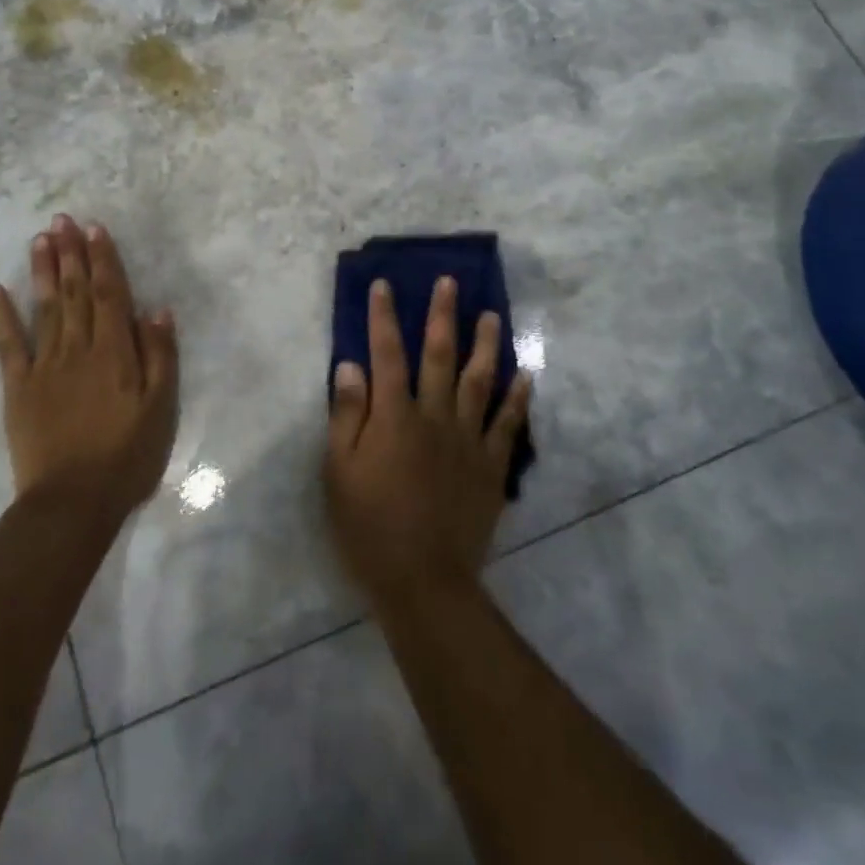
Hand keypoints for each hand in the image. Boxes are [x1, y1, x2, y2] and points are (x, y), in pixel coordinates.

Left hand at [0, 216, 178, 515]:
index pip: (109, 294)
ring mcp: (44, 366)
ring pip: (44, 308)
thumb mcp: (161, 408)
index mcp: (115, 352)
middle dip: (70, 253)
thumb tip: (157, 309)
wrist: (72, 503)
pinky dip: (0, 316)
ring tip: (39, 238)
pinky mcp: (18, 387)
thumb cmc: (127, 456)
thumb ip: (160, 356)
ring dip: (42, 271)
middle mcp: (78, 348)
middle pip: (74, 292)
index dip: (103, 259)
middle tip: (62, 219)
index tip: (95, 228)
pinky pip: (8, 345)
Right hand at [324, 277, 530, 606]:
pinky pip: (508, 424)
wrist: (424, 581)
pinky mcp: (491, 466)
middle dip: (442, 316)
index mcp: (395, 416)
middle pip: (439, 356)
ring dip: (485, 345)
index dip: (383, 317)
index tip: (384, 285)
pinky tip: (524, 375)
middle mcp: (435, 416)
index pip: (387, 354)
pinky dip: (517, 398)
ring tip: (491, 315)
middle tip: (449, 283)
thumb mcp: (340, 471)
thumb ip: (347, 415)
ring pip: (479, 381)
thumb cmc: (370, 526)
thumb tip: (351, 365)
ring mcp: (468, 440)